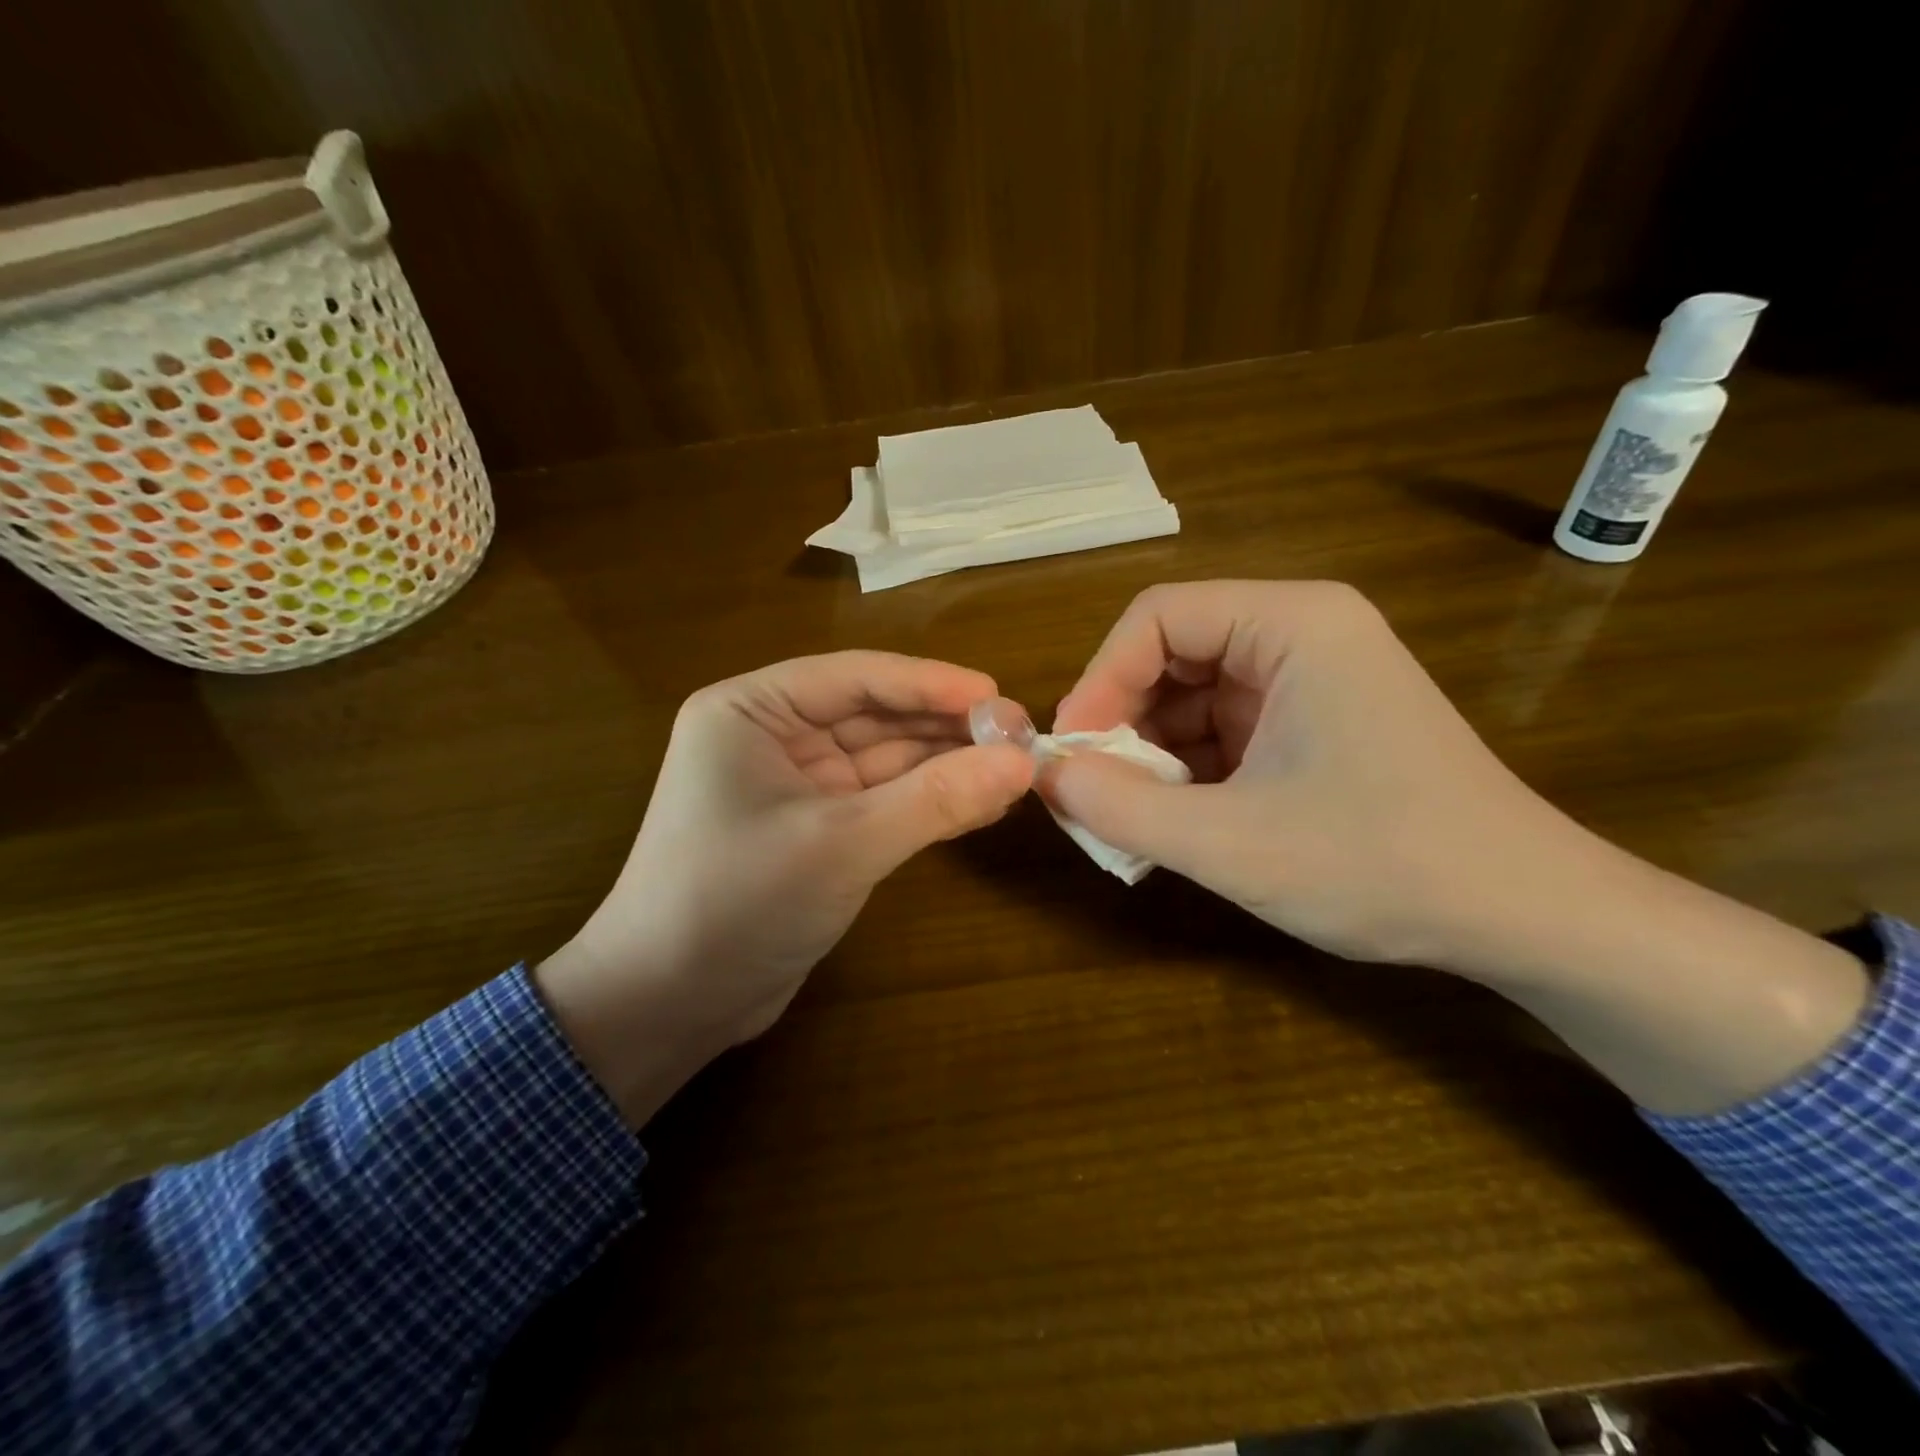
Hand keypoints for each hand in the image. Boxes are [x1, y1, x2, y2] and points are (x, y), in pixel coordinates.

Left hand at [538, 652, 1032, 1122]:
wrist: (669, 1007)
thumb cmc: (736, 903)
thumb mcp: (842, 844)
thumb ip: (934, 799)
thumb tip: (1023, 762)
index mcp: (752, 710)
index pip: (856, 677)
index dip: (932, 684)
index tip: (1000, 695)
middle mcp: (772, 736)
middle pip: (875, 715)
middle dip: (945, 727)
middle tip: (1021, 736)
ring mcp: (796, 785)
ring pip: (884, 760)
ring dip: (944, 766)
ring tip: (1014, 771)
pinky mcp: (816, 830)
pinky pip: (882, 800)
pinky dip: (927, 802)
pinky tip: (980, 804)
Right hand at [1049, 579, 1568, 969]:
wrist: (1526, 917)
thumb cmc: (1383, 864)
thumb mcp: (1231, 842)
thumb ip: (1121, 807)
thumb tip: (1045, 777)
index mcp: (1293, 624)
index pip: (1158, 616)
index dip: (1101, 678)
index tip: (1074, 752)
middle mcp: (1302, 634)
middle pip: (1173, 653)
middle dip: (1124, 721)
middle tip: (1094, 789)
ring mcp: (1310, 680)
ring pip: (1193, 696)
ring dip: (1151, 753)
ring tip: (1130, 816)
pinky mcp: (1313, 725)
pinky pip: (1223, 730)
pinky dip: (1186, 771)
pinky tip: (1175, 821)